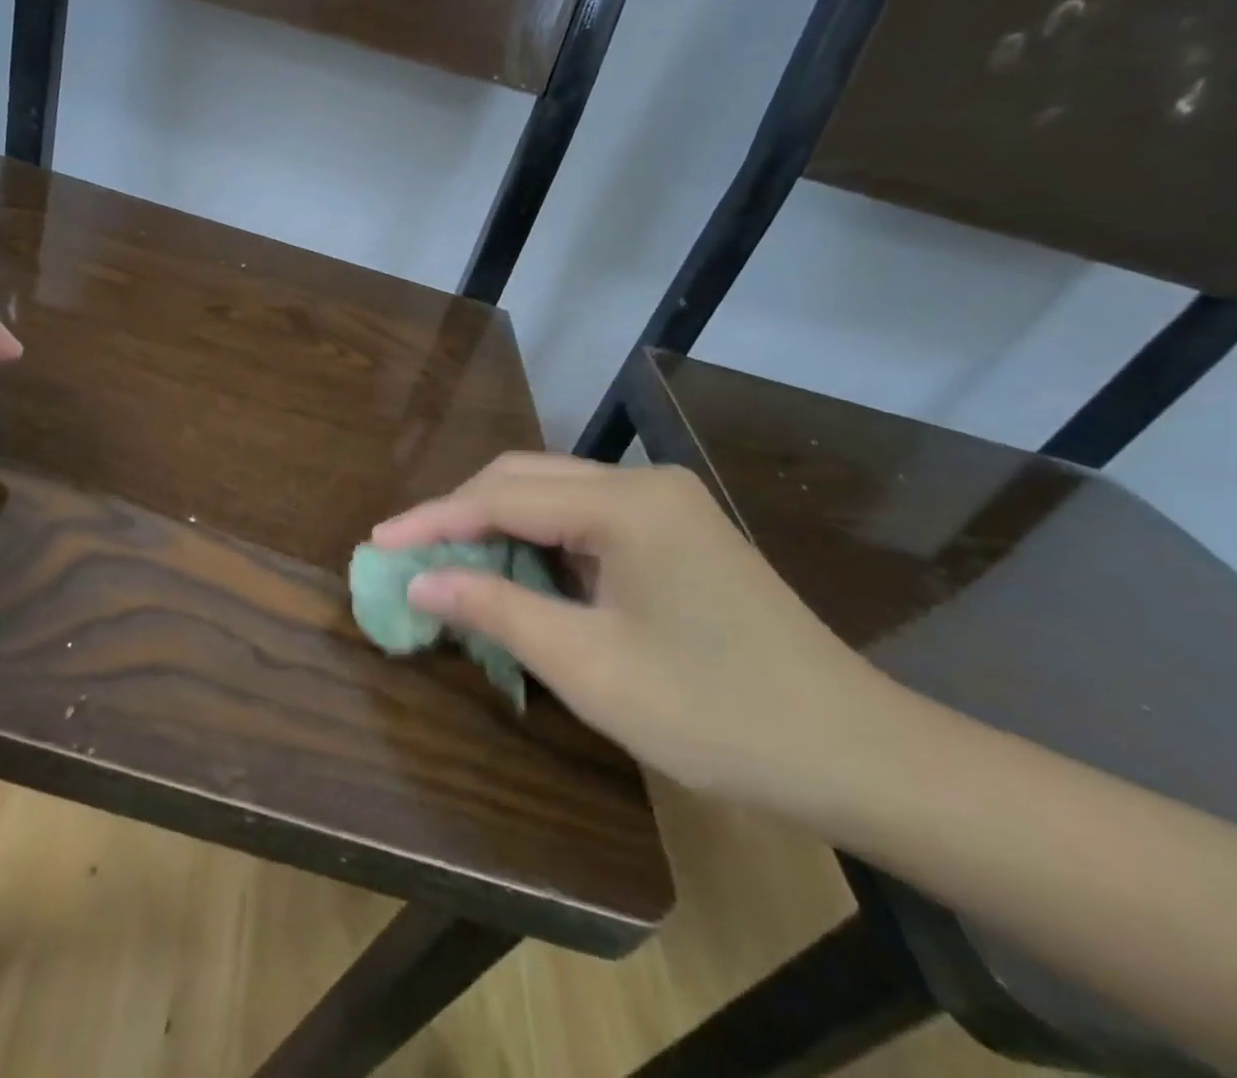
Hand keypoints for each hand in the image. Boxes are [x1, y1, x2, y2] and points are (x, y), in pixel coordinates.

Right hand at [372, 454, 907, 811]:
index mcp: (625, 504)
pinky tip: (516, 572)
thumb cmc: (715, 714)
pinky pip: (584, 518)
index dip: (433, 520)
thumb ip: (495, 609)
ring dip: (496, 525)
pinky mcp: (675, 530)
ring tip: (449, 563)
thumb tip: (419, 580)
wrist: (858, 756)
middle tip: (408, 554)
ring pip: (551, 494)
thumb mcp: (588, 666)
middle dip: (460, 513)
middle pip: (523, 479)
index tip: (377, 542)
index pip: (502, 497)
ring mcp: (664, 503)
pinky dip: (537, 540)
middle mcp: (642, 483)